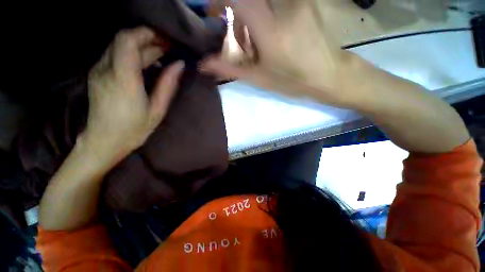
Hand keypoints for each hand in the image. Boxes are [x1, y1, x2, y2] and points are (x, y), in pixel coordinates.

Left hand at [84, 27, 183, 160]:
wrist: (104, 141)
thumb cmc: (134, 129)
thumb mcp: (157, 110)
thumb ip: (167, 85)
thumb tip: (179, 65)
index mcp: (123, 79)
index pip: (128, 40)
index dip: (147, 34)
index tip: (166, 40)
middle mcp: (106, 69)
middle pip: (123, 40)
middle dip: (148, 39)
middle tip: (168, 48)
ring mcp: (98, 71)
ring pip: (119, 46)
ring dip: (141, 46)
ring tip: (161, 54)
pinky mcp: (97, 74)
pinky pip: (115, 55)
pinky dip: (132, 53)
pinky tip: (147, 63)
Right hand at [201, 0, 365, 107]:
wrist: (328, 74)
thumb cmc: (292, 81)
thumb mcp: (258, 78)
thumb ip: (229, 68)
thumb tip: (203, 65)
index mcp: (270, 28)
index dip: (219, 0)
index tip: (214, 13)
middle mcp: (284, 5)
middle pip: (247, 0)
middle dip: (236, 12)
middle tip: (241, 38)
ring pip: (261, 0)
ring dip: (251, 14)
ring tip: (257, 42)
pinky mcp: (305, 0)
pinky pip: (277, 0)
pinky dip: (265, 12)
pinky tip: (271, 33)